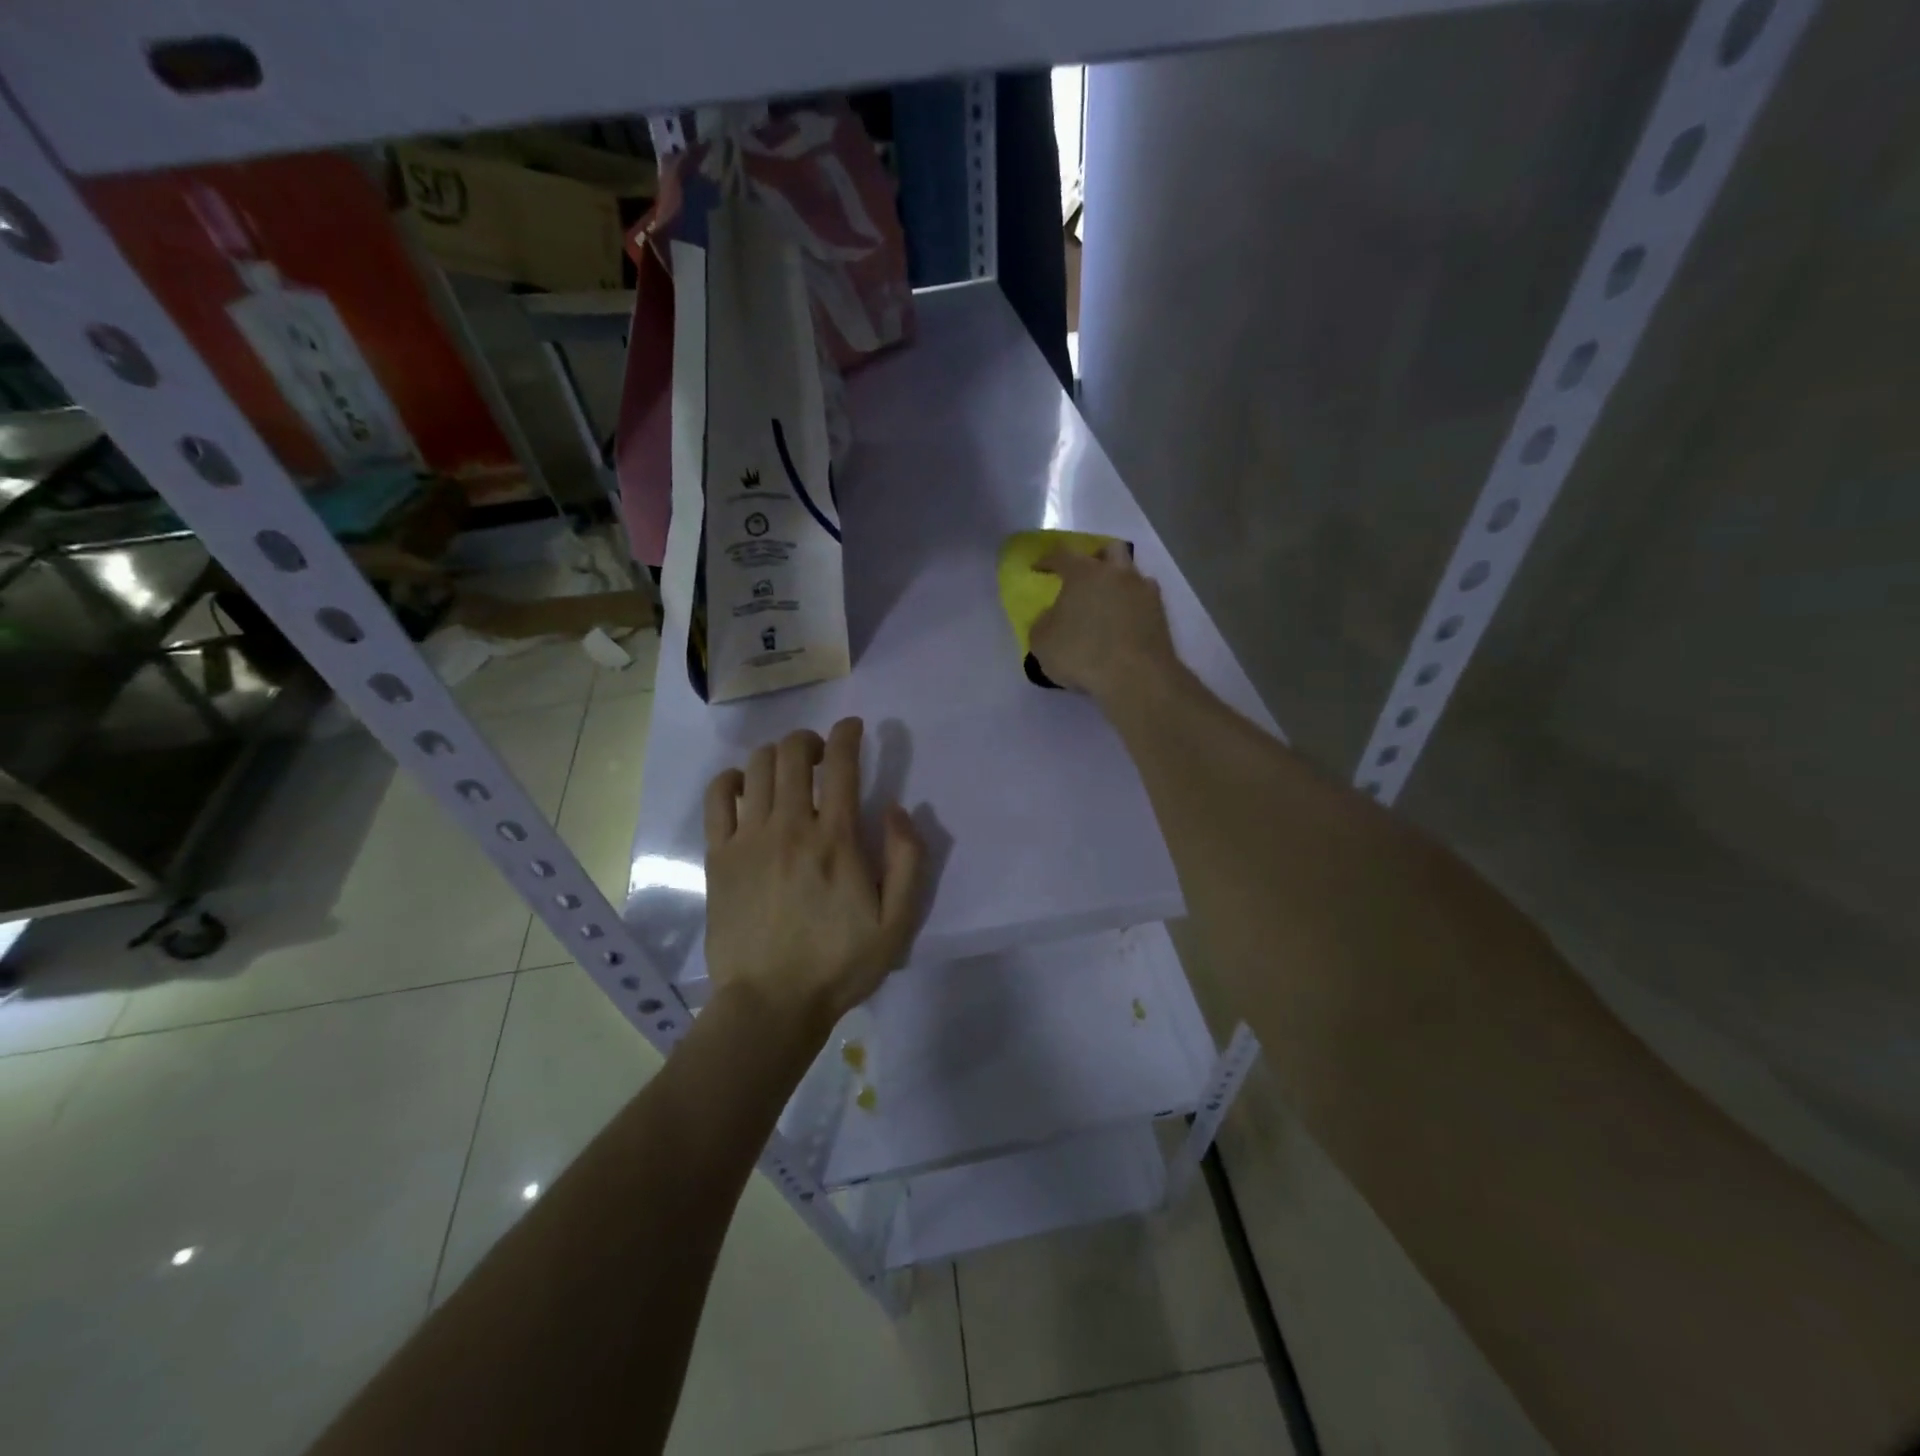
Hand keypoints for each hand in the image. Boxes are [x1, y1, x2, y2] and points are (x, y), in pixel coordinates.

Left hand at [703, 718, 924, 1040]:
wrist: (771, 1003)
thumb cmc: (839, 964)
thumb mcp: (897, 923)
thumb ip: (908, 860)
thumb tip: (897, 808)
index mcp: (836, 839)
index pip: (841, 764)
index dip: (848, 734)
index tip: (854, 728)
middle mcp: (791, 826)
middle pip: (793, 753)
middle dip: (811, 740)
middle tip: (822, 756)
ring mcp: (749, 839)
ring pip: (756, 766)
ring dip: (776, 756)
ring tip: (788, 773)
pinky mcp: (719, 856)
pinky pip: (718, 797)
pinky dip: (732, 779)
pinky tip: (745, 790)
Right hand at [1030, 544, 1180, 704]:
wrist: (1135, 677)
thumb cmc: (1081, 654)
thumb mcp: (1042, 641)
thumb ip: (1044, 622)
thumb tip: (1052, 616)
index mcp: (1084, 573)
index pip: (1062, 555)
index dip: (1048, 560)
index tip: (1038, 568)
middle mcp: (1117, 573)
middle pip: (1109, 550)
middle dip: (1096, 558)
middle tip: (1085, 575)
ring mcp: (1143, 591)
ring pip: (1132, 573)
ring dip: (1119, 581)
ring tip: (1107, 602)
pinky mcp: (1161, 614)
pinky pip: (1145, 599)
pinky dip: (1134, 604)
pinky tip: (1126, 620)